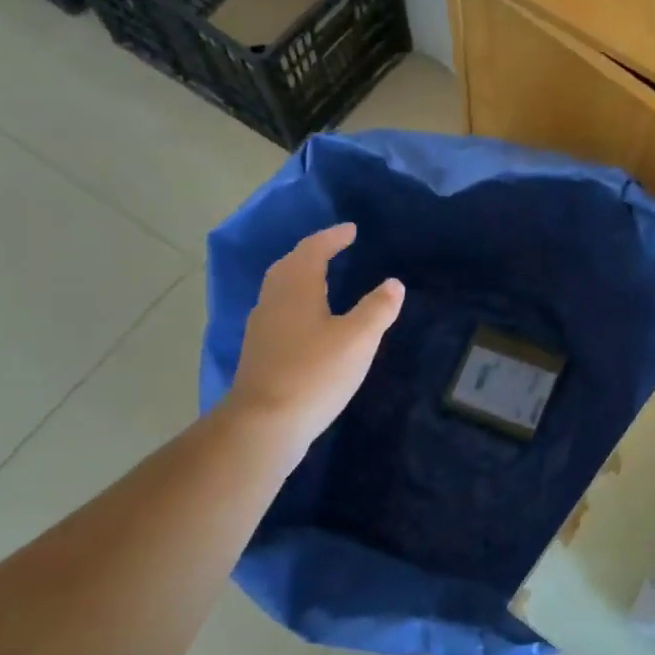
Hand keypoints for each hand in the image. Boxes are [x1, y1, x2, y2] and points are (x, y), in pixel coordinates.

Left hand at [220, 223, 403, 450]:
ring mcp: (262, 328)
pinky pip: (280, 312)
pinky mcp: (260, 353)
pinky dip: (297, 303)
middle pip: (290, 266)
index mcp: (296, 288)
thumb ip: (378, 309)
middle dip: (312, 253)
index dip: (333, 238)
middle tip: (335, 249)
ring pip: (281, 290)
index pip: (313, 250)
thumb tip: (393, 284)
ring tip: (324, 279)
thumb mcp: (358, 339)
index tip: (351, 230)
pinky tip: (310, 321)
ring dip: (301, 277)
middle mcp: (273, 301)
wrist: (264, 425)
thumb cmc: (315, 373)